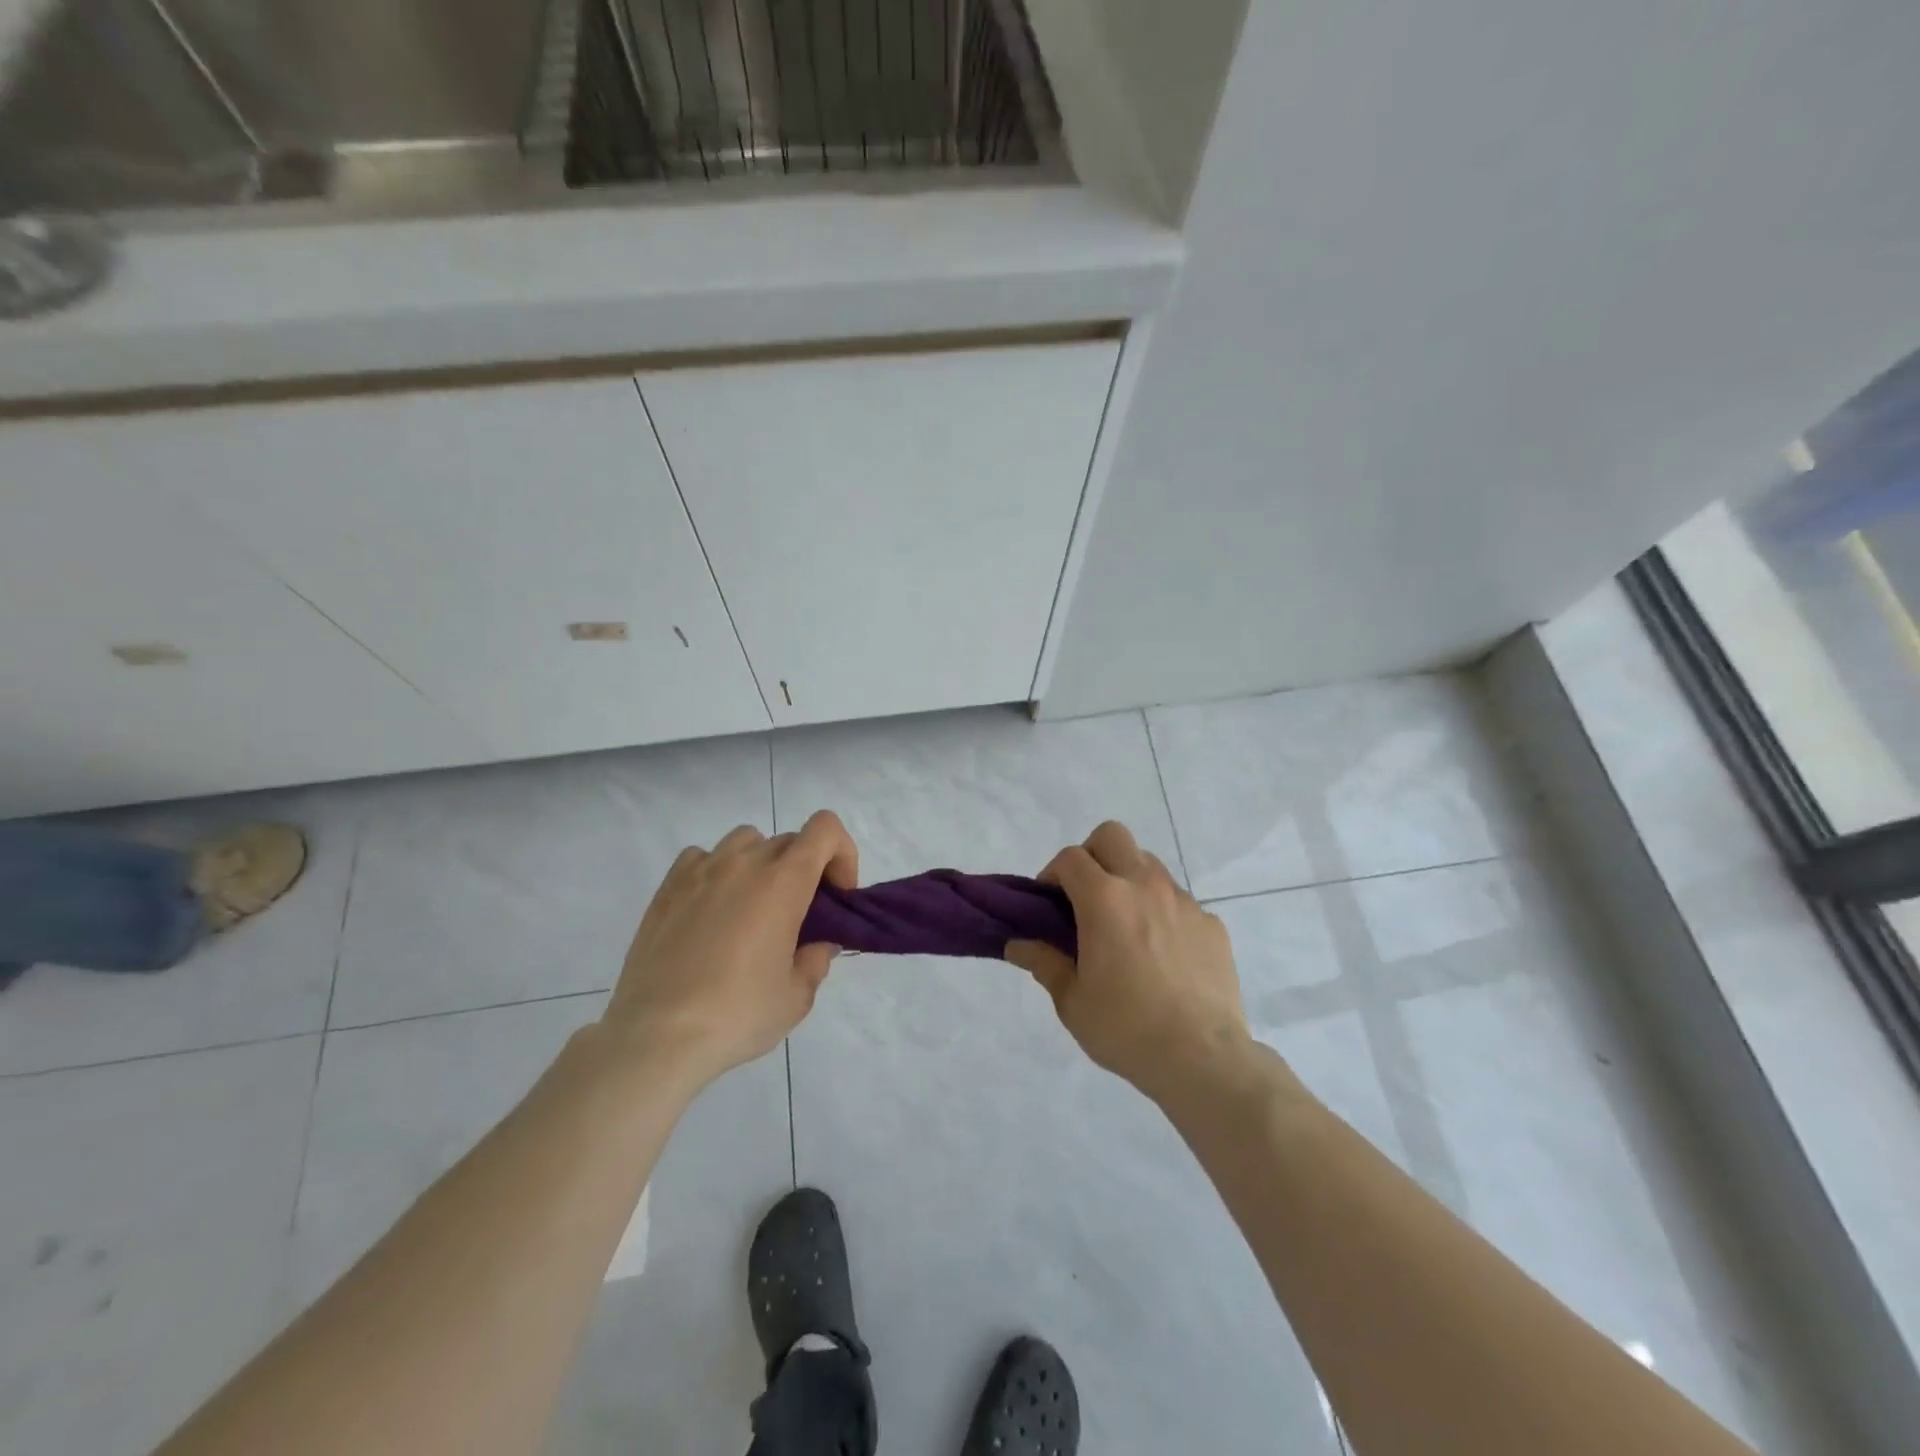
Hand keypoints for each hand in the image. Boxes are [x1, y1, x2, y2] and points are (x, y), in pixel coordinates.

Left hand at [604, 811, 857, 1092]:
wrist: (657, 1035)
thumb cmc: (738, 1014)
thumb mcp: (797, 996)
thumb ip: (816, 959)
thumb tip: (816, 944)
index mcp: (784, 881)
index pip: (825, 829)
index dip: (841, 854)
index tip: (836, 896)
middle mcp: (745, 862)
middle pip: (790, 841)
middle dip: (805, 870)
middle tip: (799, 916)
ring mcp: (702, 869)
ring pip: (746, 841)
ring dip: (761, 864)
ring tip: (752, 909)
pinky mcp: (668, 886)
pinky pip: (702, 857)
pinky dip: (717, 872)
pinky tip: (712, 910)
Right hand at [1006, 821, 1248, 1100]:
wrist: (1202, 1058)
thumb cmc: (1125, 1028)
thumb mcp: (1072, 1000)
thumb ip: (1044, 963)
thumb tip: (1017, 945)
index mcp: (1104, 899)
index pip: (1070, 857)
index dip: (1052, 873)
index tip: (1048, 904)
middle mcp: (1145, 886)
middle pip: (1112, 836)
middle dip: (1092, 855)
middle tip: (1085, 897)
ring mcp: (1184, 902)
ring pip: (1149, 864)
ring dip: (1129, 880)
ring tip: (1124, 926)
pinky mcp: (1211, 924)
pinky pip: (1179, 902)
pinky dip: (1162, 913)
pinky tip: (1162, 955)